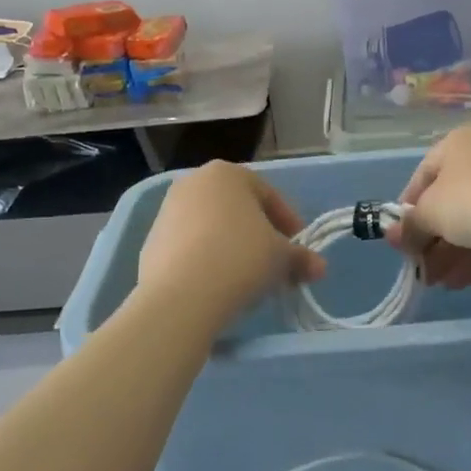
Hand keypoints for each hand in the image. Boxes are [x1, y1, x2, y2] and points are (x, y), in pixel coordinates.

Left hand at [139, 162, 324, 319]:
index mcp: (227, 174)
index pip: (268, 195)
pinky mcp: (151, 242)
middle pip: (237, 210)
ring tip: (247, 279)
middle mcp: (193, 183)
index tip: (298, 249)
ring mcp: (167, 211)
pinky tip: (218, 286)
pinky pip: (190, 247)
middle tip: (275, 264)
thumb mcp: (281, 257)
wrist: (181, 296)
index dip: (288, 223)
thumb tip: (319, 267)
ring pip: (212, 227)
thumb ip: (301, 258)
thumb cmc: (240, 258)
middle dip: (259, 235)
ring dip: (232, 248)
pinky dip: (206, 261)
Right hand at [384, 121, 470, 287]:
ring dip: (453, 251)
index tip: (401, 236)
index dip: (408, 207)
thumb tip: (393, 236)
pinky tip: (461, 281)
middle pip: (452, 198)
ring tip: (437, 283)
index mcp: (461, 139)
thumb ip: (410, 226)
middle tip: (420, 267)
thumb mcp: (431, 212)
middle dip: (433, 238)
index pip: (424, 173)